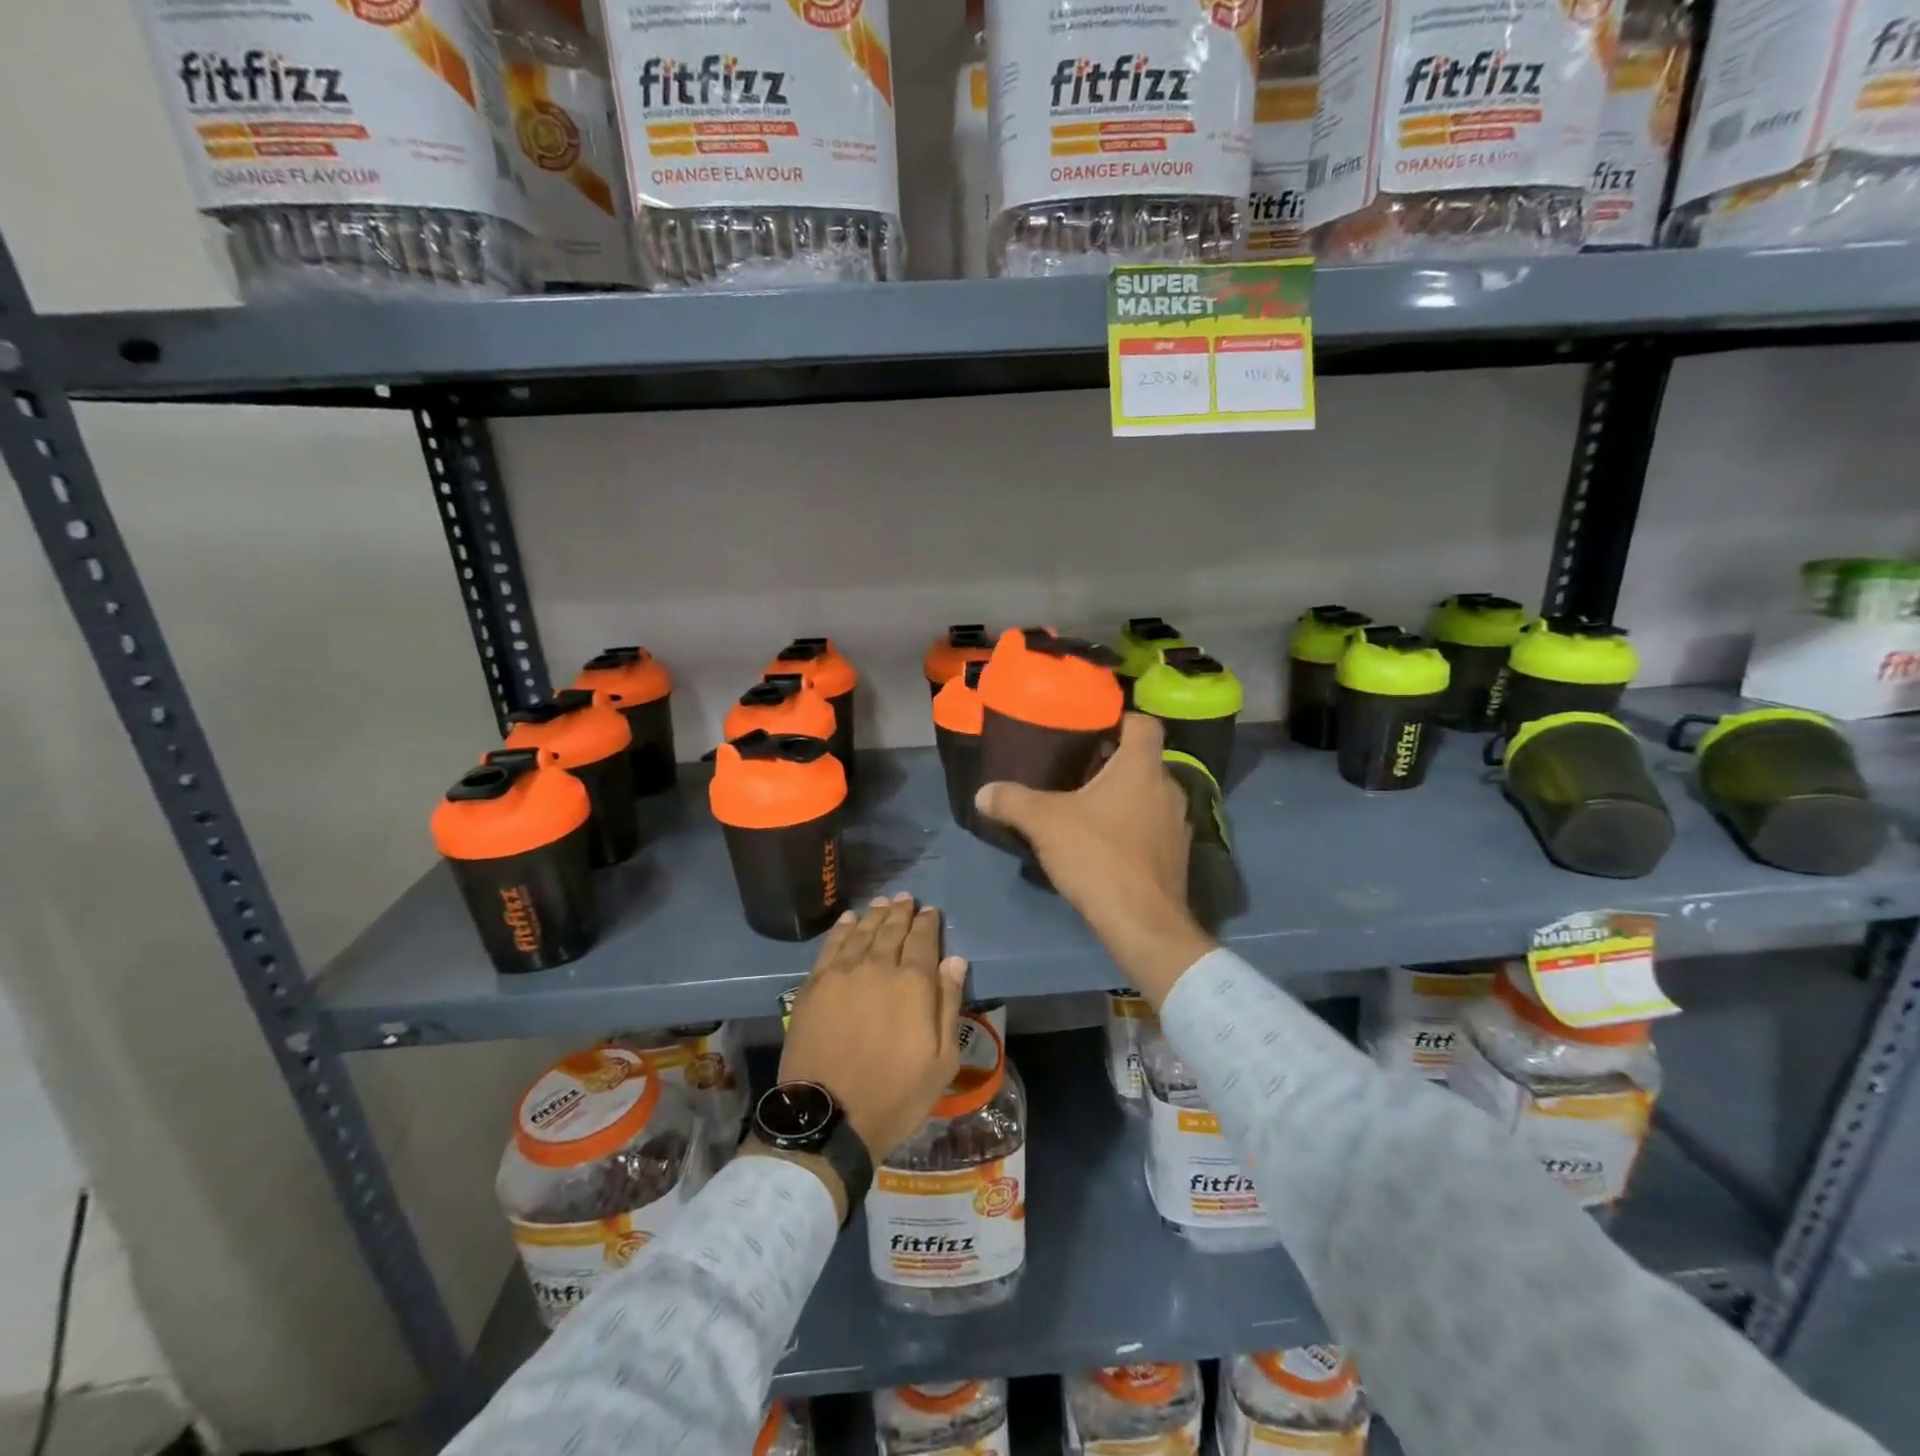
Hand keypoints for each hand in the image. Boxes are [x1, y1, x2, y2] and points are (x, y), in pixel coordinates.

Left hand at [778, 894, 968, 1162]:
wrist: (829, 1118)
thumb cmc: (895, 1094)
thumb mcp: (941, 1061)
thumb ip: (949, 1004)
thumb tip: (954, 961)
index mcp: (913, 984)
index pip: (923, 940)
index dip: (928, 923)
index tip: (931, 911)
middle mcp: (878, 967)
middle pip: (891, 929)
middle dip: (902, 912)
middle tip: (906, 899)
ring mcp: (842, 973)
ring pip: (862, 931)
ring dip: (875, 914)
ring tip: (883, 902)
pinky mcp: (814, 985)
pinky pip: (831, 945)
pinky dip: (842, 929)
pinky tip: (849, 919)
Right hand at [974, 713, 1213, 1005]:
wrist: (1143, 924)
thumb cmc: (1098, 856)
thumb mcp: (1044, 823)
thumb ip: (1012, 801)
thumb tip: (983, 792)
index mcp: (1142, 767)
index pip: (1143, 723)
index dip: (1120, 719)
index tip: (1091, 727)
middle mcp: (1169, 788)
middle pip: (1143, 761)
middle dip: (1112, 762)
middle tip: (1076, 768)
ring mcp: (1178, 824)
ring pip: (1149, 796)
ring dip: (1124, 797)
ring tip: (1088, 807)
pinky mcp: (1177, 856)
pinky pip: (1153, 827)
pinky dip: (1133, 827)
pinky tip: (1106, 844)